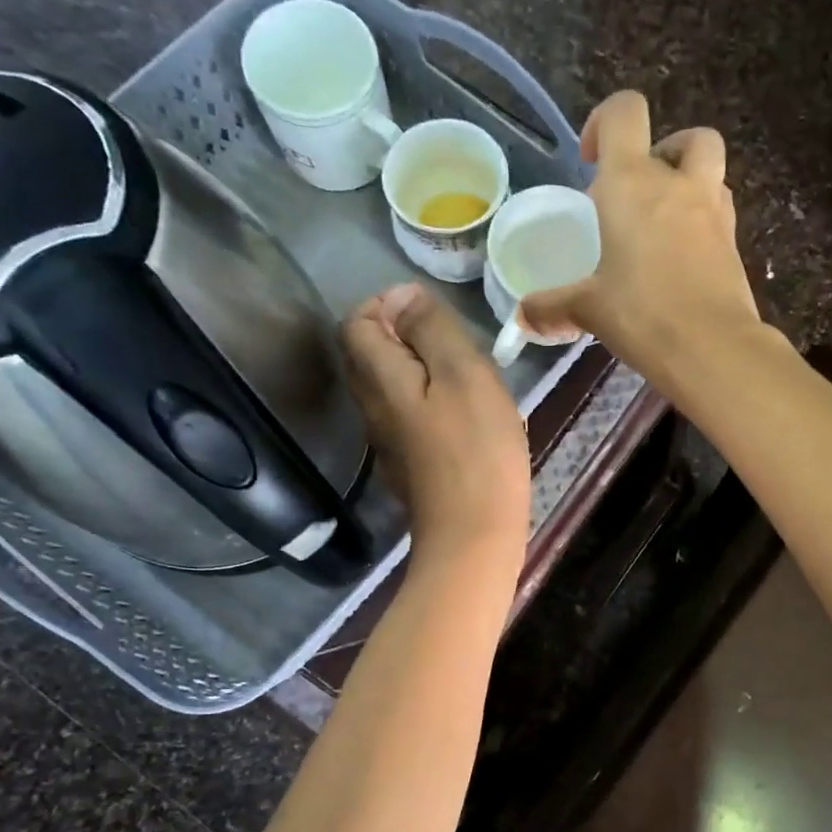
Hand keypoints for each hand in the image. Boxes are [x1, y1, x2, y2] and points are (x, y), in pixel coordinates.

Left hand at [343, 283, 529, 564]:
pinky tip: (465, 419)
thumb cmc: (476, 450)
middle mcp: (371, 408)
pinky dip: (429, 404)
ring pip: (390, 388)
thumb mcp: (463, 374)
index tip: (432, 313)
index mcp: (379, 379)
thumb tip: (405, 296)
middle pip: (368, 355)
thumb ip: (431, 328)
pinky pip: (408, 418)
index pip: (356, 322)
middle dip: (402, 336)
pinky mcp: (407, 468)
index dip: (386, 305)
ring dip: (420, 371)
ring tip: (466, 379)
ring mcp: (387, 442)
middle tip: (453, 344)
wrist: (473, 534)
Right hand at [519, 90, 760, 389]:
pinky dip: (702, 222)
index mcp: (632, 183)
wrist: (712, 348)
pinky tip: (682, 259)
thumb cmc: (642, 315)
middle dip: (662, 154)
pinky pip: (720, 213)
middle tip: (638, 195)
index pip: (625, 112)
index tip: (591, 160)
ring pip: (711, 169)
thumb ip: (553, 307)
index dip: (605, 121)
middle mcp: (678, 184)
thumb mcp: (588, 309)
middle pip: (685, 136)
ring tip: (663, 224)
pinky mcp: (734, 243)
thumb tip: (522, 317)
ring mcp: (714, 212)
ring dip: (689, 182)